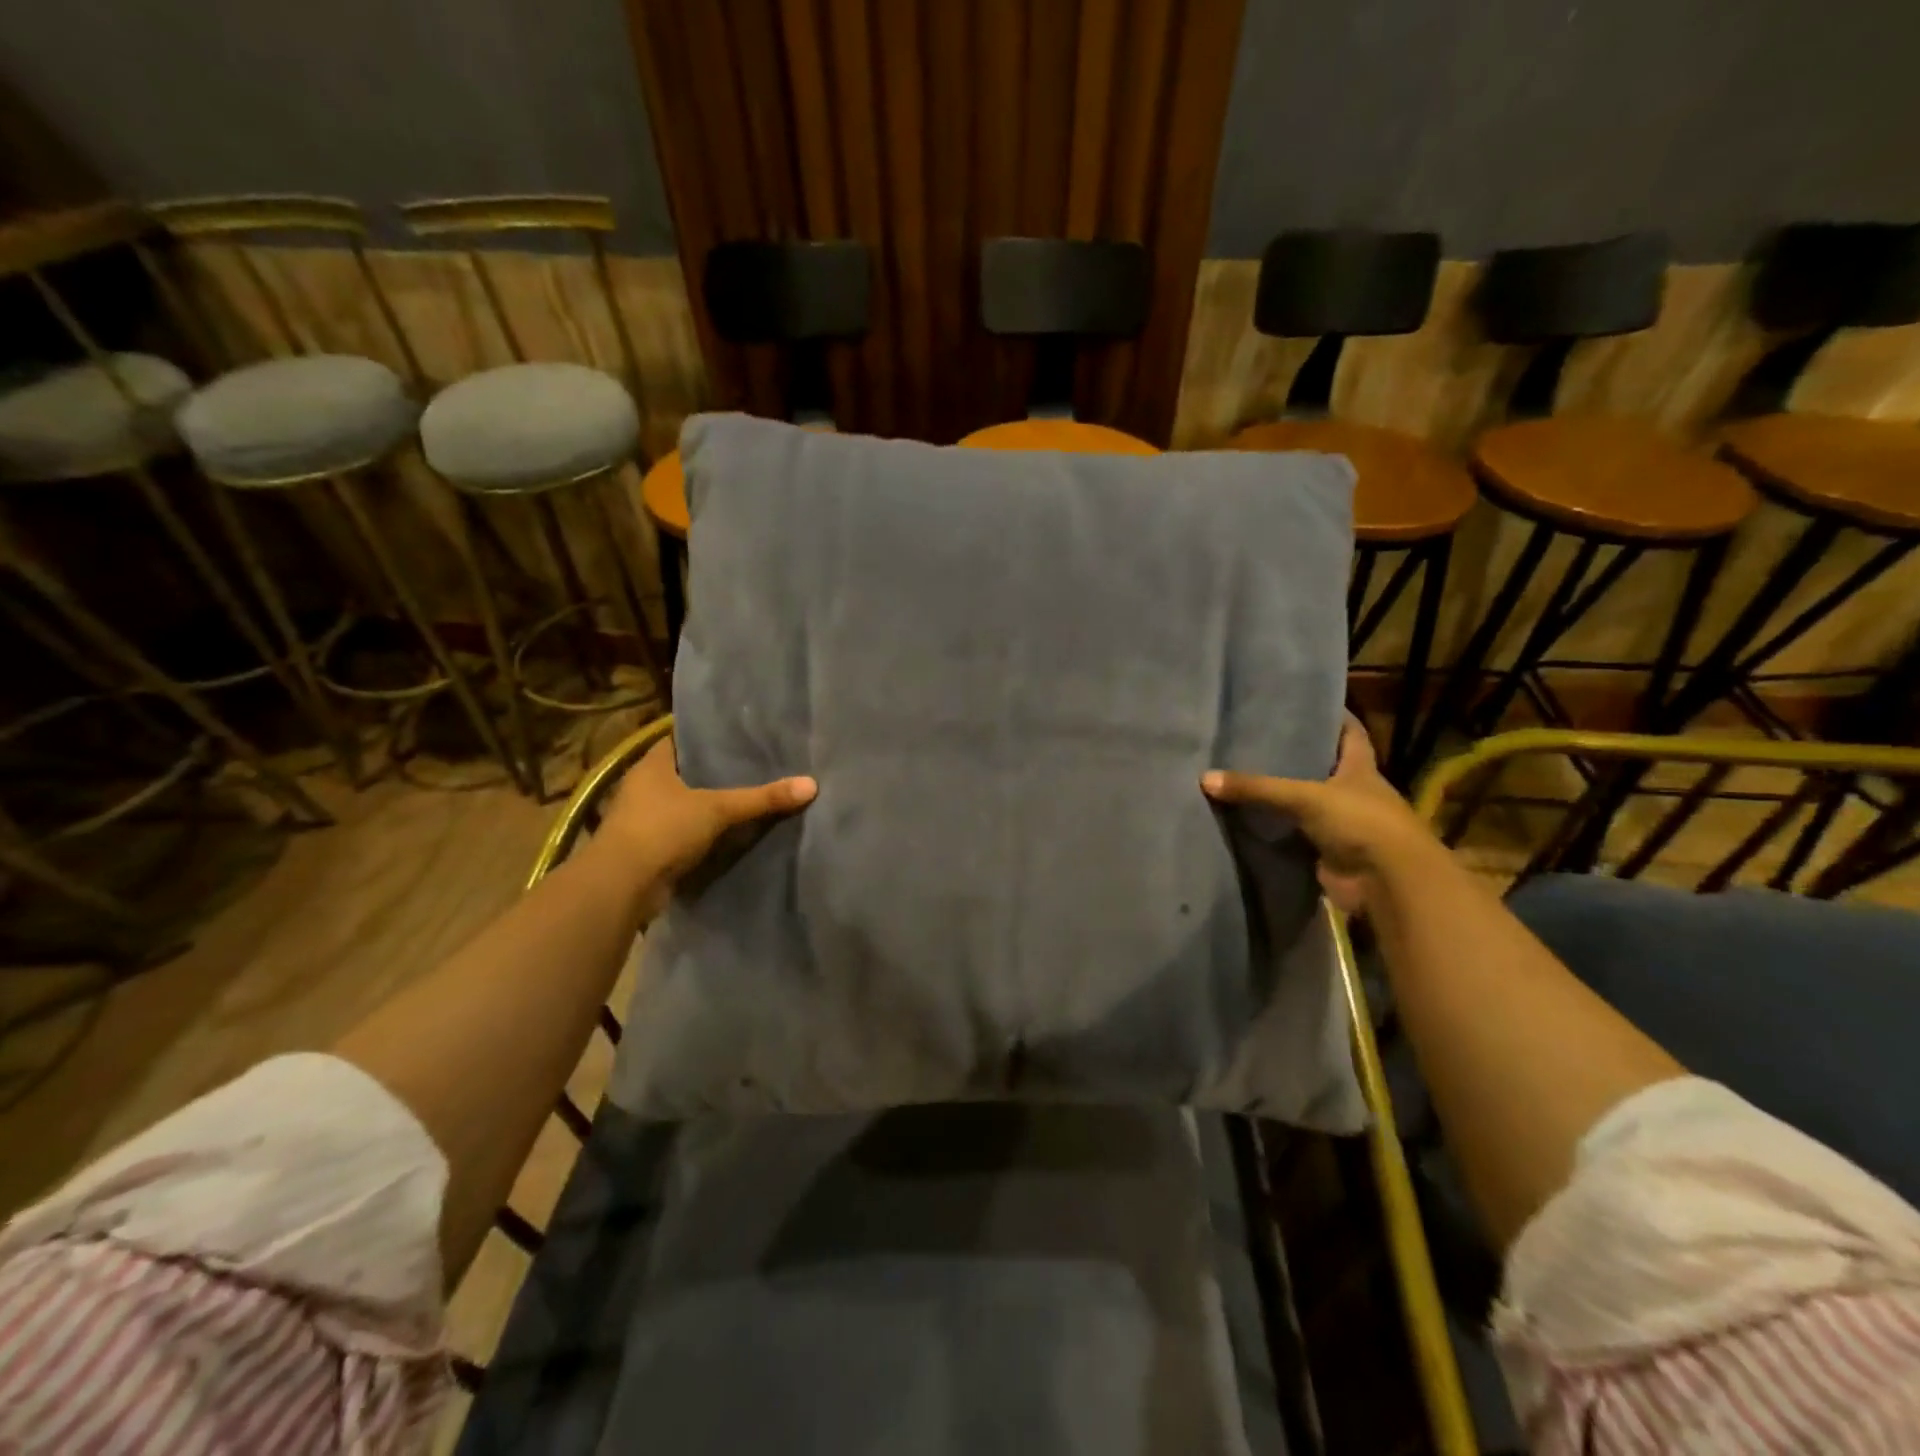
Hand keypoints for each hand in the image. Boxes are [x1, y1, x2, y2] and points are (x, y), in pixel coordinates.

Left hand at [596, 736, 815, 904]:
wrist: (622, 887)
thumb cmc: (662, 830)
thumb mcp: (718, 809)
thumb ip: (762, 798)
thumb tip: (812, 784)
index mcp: (652, 764)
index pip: (682, 739)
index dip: (709, 736)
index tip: (741, 735)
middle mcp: (644, 786)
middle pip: (687, 772)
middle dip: (716, 772)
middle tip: (757, 764)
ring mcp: (644, 819)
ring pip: (686, 803)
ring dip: (710, 804)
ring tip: (751, 795)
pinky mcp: (650, 847)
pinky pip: (685, 831)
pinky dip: (705, 832)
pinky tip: (734, 830)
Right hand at [1202, 713, 1434, 914]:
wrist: (1387, 883)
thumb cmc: (1360, 822)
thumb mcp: (1305, 796)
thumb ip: (1257, 787)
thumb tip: (1204, 778)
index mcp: (1361, 768)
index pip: (1351, 733)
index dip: (1335, 717)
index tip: (1309, 703)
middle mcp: (1354, 792)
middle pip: (1325, 767)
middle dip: (1298, 756)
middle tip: (1258, 739)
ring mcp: (1342, 824)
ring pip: (1307, 803)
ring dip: (1284, 796)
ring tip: (1244, 775)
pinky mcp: (1328, 852)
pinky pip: (1296, 836)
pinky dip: (1277, 831)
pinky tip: (1248, 819)